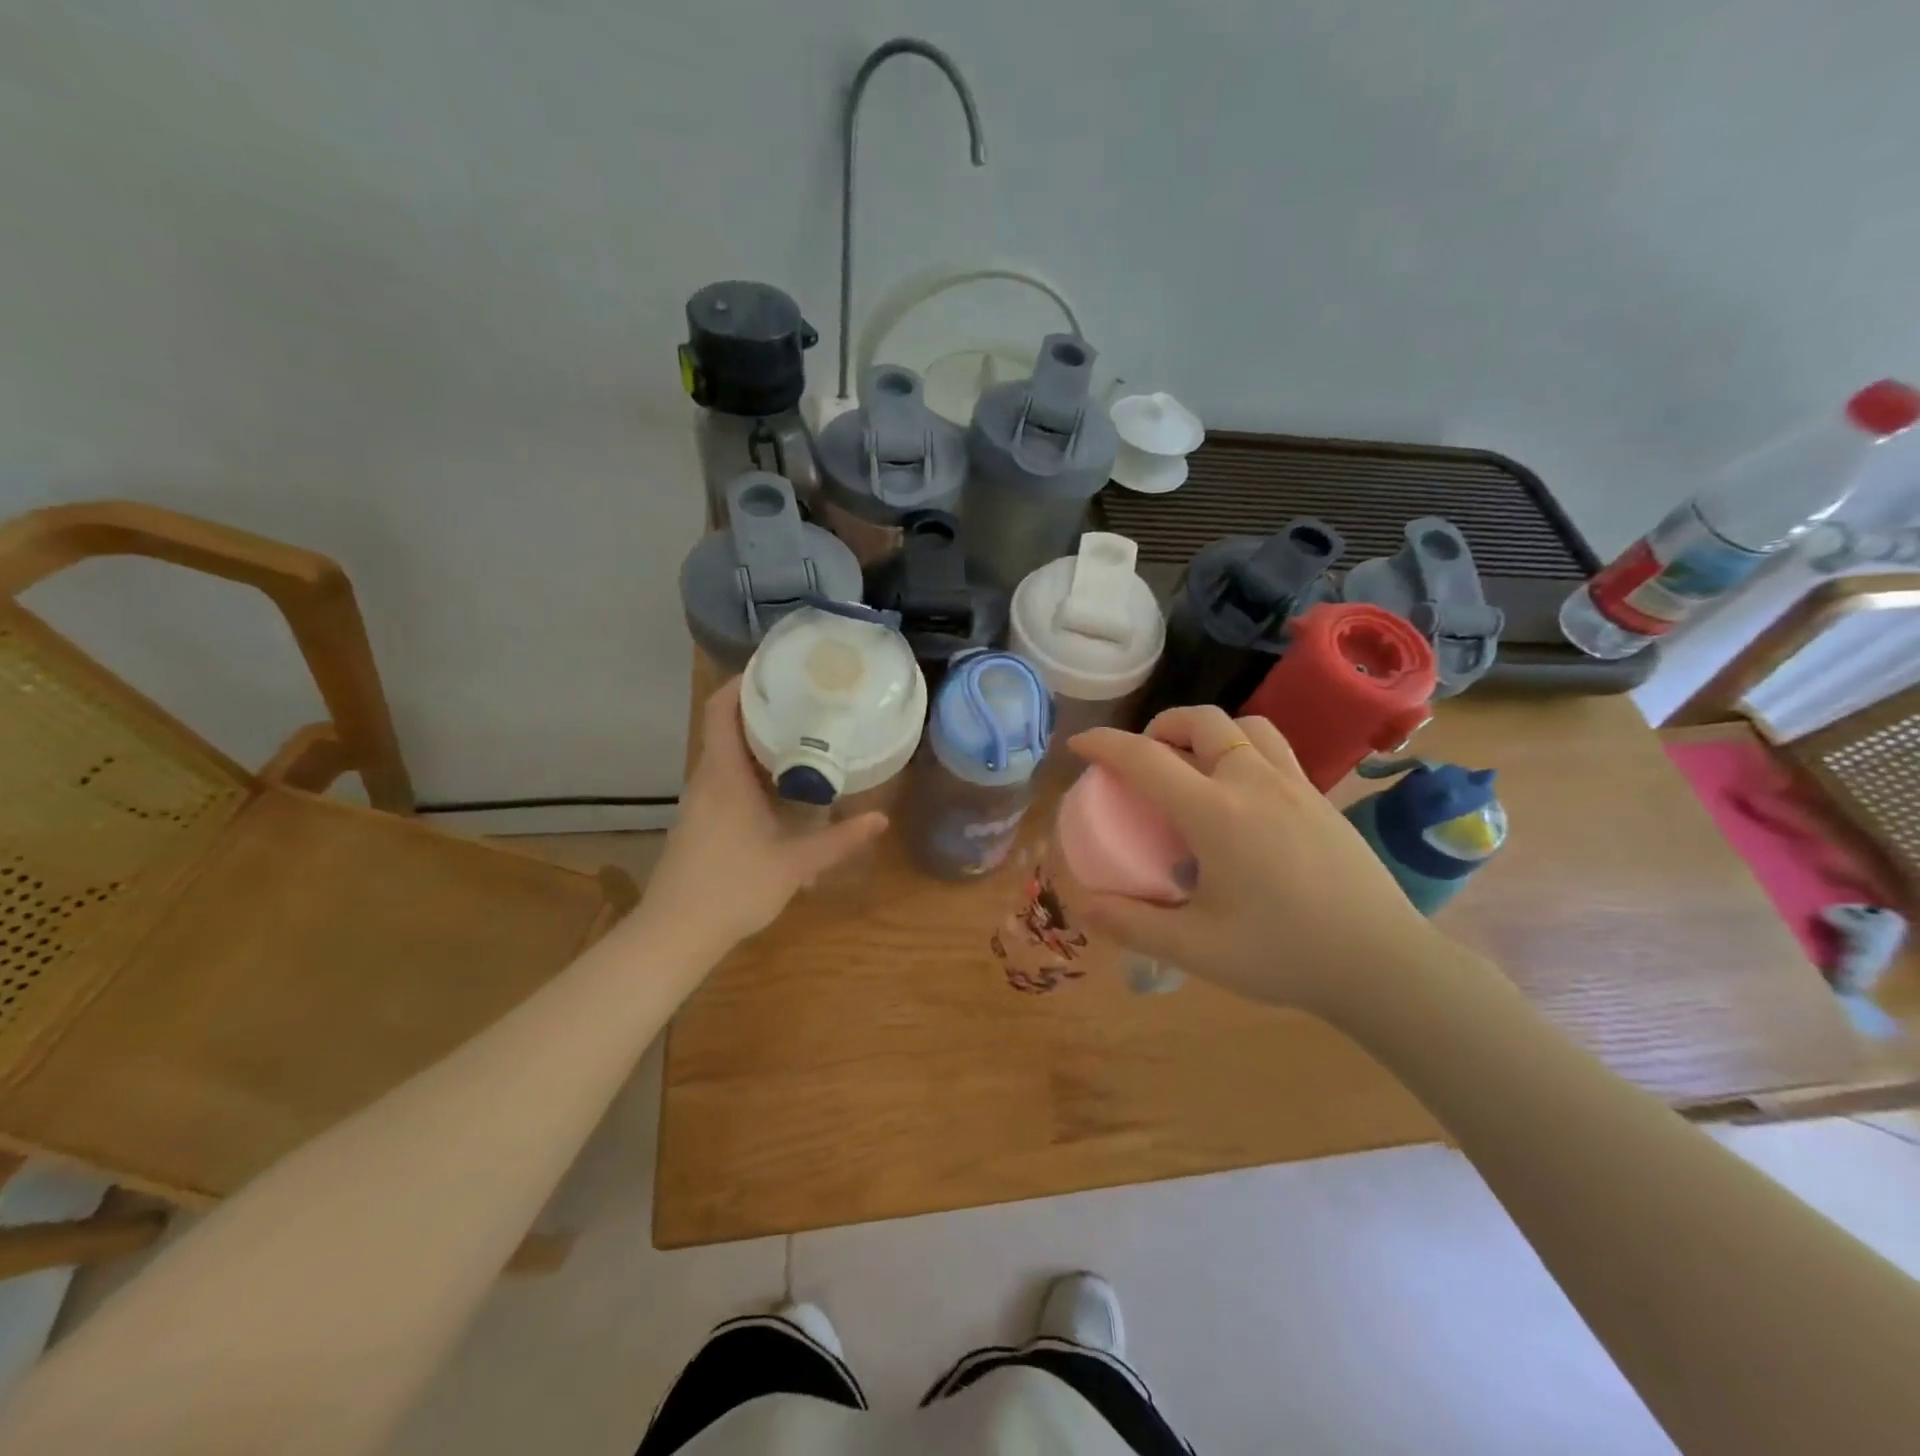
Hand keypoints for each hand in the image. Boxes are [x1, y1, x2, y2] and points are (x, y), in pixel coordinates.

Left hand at [641, 678, 886, 951]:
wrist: (676, 933)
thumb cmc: (734, 888)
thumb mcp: (795, 864)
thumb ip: (839, 840)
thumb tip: (881, 819)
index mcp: (724, 777)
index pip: (721, 710)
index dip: (742, 683)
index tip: (776, 669)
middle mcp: (707, 780)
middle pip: (725, 727)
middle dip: (761, 709)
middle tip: (805, 700)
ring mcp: (699, 802)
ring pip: (725, 755)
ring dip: (756, 741)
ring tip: (800, 735)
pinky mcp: (699, 821)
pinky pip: (724, 778)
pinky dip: (749, 767)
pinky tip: (779, 784)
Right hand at [1069, 706, 1452, 1011]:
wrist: (1384, 965)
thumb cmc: (1284, 955)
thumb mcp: (1196, 948)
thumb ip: (1132, 924)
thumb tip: (1083, 906)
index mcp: (1217, 812)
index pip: (1146, 758)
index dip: (1105, 745)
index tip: (1079, 745)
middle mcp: (1254, 782)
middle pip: (1201, 720)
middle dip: (1160, 726)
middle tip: (1144, 760)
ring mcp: (1295, 785)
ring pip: (1245, 725)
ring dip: (1207, 731)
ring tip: (1193, 765)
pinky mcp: (1321, 799)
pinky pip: (1274, 748)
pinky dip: (1242, 749)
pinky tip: (1241, 795)